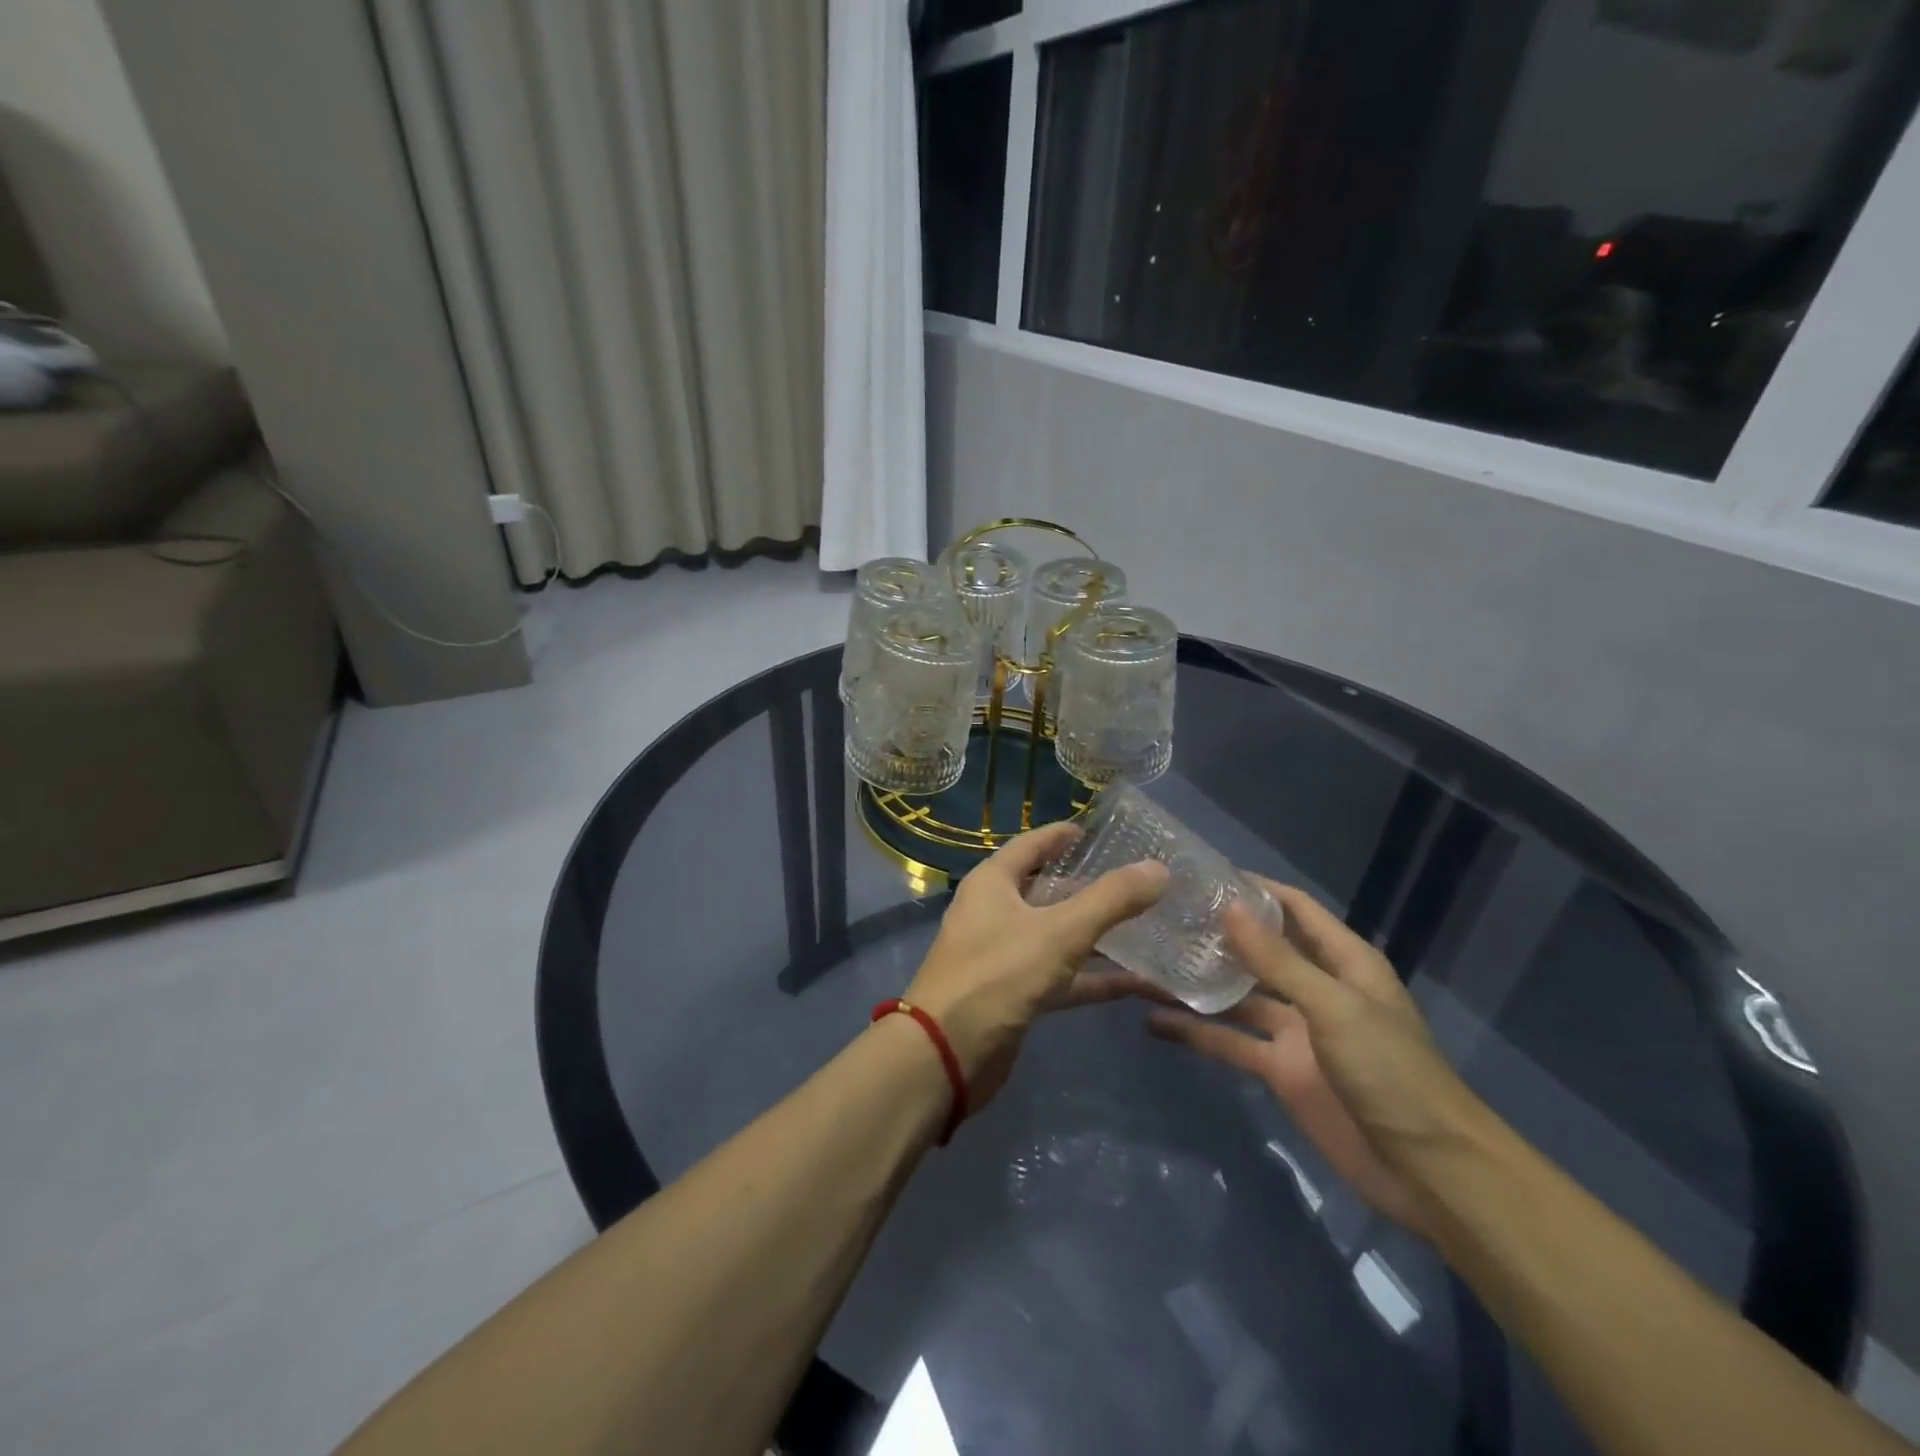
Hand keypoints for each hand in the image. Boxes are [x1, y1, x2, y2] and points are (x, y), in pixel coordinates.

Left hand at [903, 822, 1168, 1105]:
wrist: (946, 1054)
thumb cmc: (997, 975)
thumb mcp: (1059, 932)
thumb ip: (1110, 900)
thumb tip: (1158, 868)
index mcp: (993, 883)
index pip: (1032, 845)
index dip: (1063, 836)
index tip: (1100, 831)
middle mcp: (994, 912)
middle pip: (1048, 890)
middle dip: (1090, 888)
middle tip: (1138, 882)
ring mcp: (1003, 955)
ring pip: (1057, 935)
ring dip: (1098, 935)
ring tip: (1149, 927)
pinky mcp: (1015, 994)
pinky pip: (1061, 976)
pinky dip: (1094, 978)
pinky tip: (1138, 983)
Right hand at [1145, 879, 1490, 1237]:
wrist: (1428, 1172)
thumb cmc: (1391, 1073)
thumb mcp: (1334, 1008)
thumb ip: (1278, 961)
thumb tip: (1228, 908)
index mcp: (1343, 962)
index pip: (1294, 909)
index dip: (1255, 889)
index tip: (1203, 875)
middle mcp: (1316, 988)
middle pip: (1260, 951)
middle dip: (1216, 934)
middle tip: (1160, 915)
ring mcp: (1296, 1031)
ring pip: (1237, 997)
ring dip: (1197, 984)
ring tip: (1144, 964)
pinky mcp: (1280, 1070)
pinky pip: (1231, 1043)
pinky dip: (1196, 1033)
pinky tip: (1154, 1022)